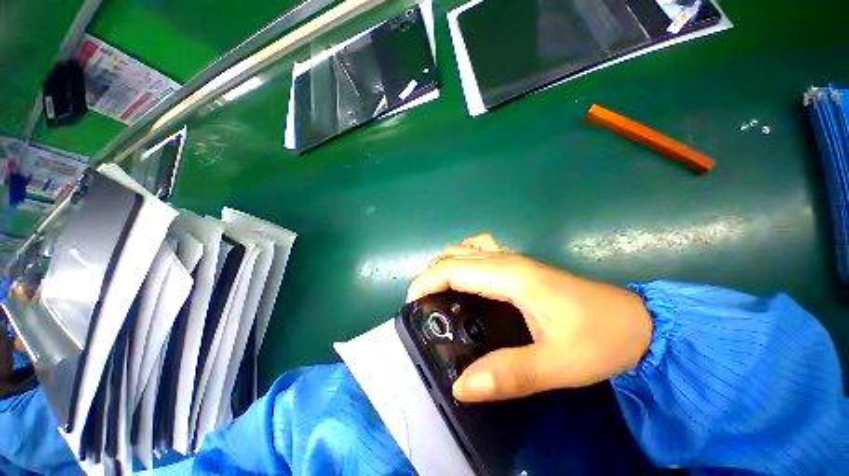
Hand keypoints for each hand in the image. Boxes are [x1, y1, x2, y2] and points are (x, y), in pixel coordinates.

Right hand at [407, 234, 652, 402]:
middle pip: (455, 255)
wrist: (638, 322)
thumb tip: (461, 387)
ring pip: (466, 249)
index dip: (426, 282)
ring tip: (440, 293)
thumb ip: (510, 376)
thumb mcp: (558, 365)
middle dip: (431, 275)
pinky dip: (464, 259)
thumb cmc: (601, 339)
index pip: (454, 269)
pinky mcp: (520, 265)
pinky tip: (467, 280)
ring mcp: (515, 258)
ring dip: (446, 265)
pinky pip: (481, 250)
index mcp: (512, 276)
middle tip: (425, 307)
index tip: (412, 305)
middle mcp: (508, 260)